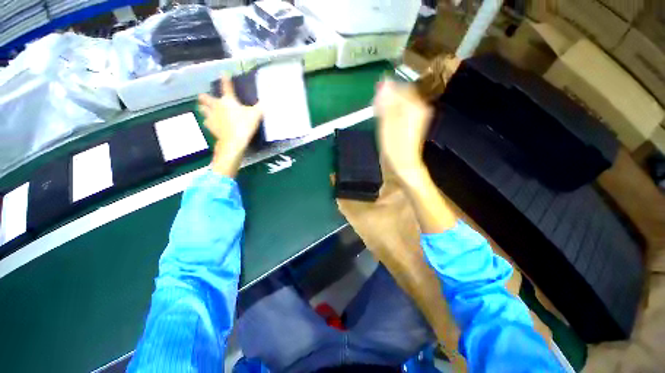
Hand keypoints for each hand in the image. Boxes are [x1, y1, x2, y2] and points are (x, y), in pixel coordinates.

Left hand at [198, 76, 262, 176]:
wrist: (233, 141)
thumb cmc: (244, 125)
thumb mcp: (256, 114)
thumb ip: (262, 105)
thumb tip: (270, 95)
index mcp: (228, 100)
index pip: (226, 87)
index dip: (225, 79)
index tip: (224, 73)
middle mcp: (217, 106)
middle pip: (205, 98)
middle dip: (205, 97)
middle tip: (207, 98)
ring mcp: (211, 117)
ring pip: (202, 109)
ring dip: (204, 108)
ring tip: (207, 110)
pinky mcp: (210, 127)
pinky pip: (206, 122)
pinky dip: (209, 122)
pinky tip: (212, 124)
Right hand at [373, 79, 432, 183]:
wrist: (403, 164)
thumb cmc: (394, 146)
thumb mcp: (387, 123)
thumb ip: (387, 102)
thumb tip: (385, 82)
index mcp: (414, 105)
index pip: (400, 86)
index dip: (386, 89)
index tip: (375, 98)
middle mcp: (419, 107)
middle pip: (402, 93)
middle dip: (387, 97)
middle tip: (376, 108)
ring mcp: (417, 115)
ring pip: (401, 102)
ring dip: (389, 105)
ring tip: (379, 115)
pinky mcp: (412, 123)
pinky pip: (401, 110)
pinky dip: (392, 112)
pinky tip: (385, 121)